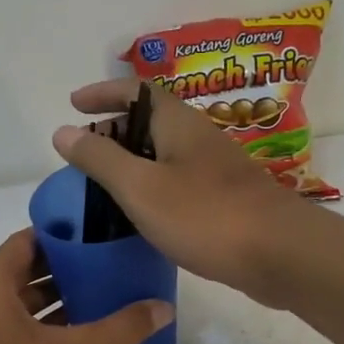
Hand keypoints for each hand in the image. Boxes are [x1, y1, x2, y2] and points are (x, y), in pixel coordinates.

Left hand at [0, 229, 172, 343]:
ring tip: (98, 302)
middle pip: (22, 271)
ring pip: (15, 304)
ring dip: (53, 303)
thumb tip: (165, 308)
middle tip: (107, 269)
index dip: (65, 237)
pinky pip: (8, 329)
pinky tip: (73, 340)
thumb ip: (122, 328)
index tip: (100, 238)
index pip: (28, 241)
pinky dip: (38, 328)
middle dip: (65, 272)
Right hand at [53, 80, 308, 303]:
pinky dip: (154, 189)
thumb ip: (100, 159)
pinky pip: (179, 183)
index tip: (73, 105)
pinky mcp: (226, 200)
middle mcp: (199, 137)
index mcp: (177, 123)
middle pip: (150, 122)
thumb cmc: (205, 215)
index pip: (135, 90)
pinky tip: (144, 217)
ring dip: (134, 163)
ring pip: (165, 155)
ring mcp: (216, 170)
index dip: (103, 93)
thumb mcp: (140, 187)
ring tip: (105, 188)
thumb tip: (63, 131)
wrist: (280, 253)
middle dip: (114, 132)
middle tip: (84, 157)